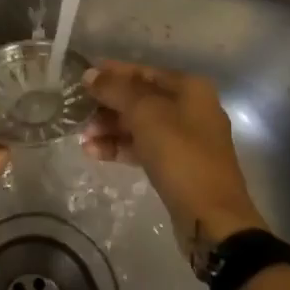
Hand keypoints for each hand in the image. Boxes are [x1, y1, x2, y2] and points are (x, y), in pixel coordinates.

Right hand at [82, 60, 266, 254]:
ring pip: (140, 125)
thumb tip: (90, 74)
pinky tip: (94, 153)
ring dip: (110, 128)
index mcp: (190, 88)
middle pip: (140, 98)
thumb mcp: (145, 114)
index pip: (143, 71)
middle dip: (108, 105)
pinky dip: (120, 147)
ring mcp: (185, 139)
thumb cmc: (180, 155)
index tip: (82, 78)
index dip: (112, 73)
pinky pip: (143, 147)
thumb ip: (116, 90)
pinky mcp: (177, 165)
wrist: (211, 217)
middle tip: (78, 112)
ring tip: (83, 137)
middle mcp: (190, 108)